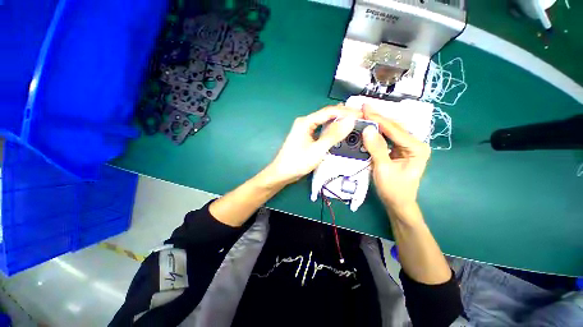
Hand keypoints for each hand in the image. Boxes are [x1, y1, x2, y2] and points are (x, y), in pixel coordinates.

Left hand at [262, 105, 361, 186]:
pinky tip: (339, 131)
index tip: (361, 114)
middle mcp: (305, 122)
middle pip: (326, 115)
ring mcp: (305, 130)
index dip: (346, 112)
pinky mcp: (306, 137)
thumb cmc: (297, 162)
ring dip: (338, 122)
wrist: (282, 173)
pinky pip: (321, 130)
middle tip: (360, 118)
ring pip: (324, 122)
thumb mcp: (317, 150)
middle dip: (343, 115)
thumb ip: (333, 135)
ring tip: (354, 122)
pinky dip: (331, 130)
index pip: (329, 112)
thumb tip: (350, 121)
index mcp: (306, 122)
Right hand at [361, 105, 430, 212]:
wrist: (398, 202)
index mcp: (417, 148)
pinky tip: (370, 126)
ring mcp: (408, 146)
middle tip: (363, 108)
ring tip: (365, 114)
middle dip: (378, 118)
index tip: (365, 107)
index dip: (378, 118)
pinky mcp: (401, 150)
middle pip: (394, 127)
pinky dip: (378, 132)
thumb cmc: (393, 189)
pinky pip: (388, 138)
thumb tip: (367, 129)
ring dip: (378, 123)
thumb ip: (376, 148)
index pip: (394, 129)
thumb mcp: (383, 168)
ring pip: (391, 131)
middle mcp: (415, 143)